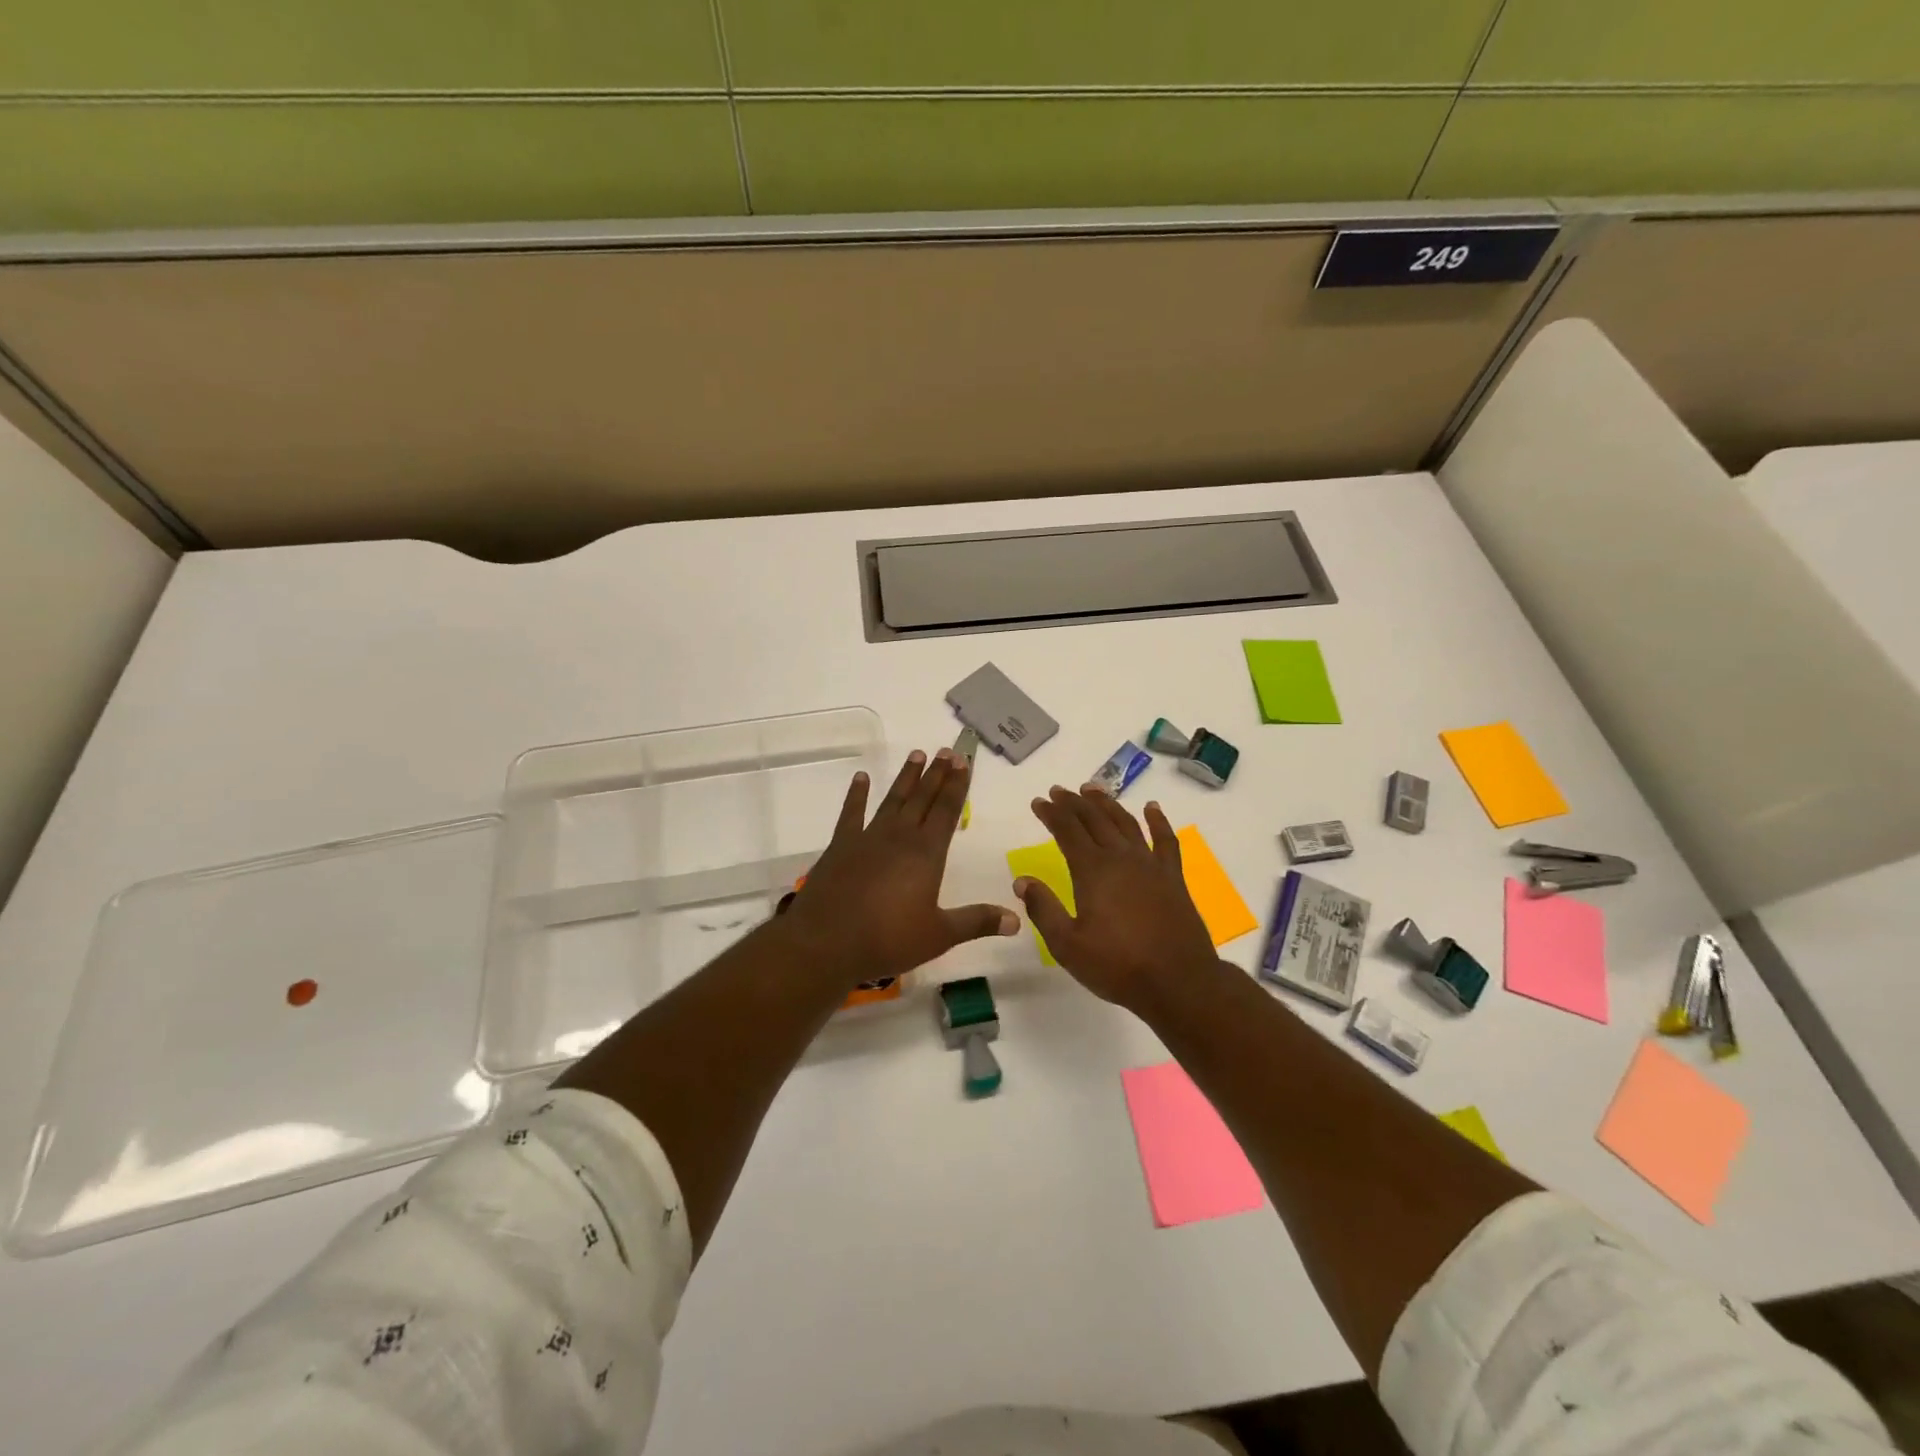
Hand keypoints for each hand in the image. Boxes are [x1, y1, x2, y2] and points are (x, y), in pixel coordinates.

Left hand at [781, 748, 1018, 986]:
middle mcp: (900, 837)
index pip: (947, 811)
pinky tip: (861, 778)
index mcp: (926, 854)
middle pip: (922, 798)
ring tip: (917, 754)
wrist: (826, 941)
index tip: (964, 762)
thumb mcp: (939, 935)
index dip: (957, 786)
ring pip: (893, 800)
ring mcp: (868, 837)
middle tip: (947, 750)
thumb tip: (1016, 919)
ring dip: (906, 778)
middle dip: (937, 774)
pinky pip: (851, 813)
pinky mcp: (841, 845)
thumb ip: (977, 922)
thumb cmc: (888, 939)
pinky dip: (857, 794)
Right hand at [1014, 787, 1218, 1013]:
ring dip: (1107, 803)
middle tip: (1059, 791)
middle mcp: (1120, 858)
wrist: (1178, 982)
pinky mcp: (1173, 877)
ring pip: (1125, 822)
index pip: (1067, 831)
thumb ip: (1043, 909)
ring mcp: (1150, 865)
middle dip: (1073, 803)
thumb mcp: (1067, 945)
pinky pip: (1165, 840)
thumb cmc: (1118, 966)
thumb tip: (1022, 880)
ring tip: (1092, 789)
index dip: (1051, 813)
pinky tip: (1151, 808)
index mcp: (1092, 871)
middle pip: (1094, 820)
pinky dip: (1158, 821)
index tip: (1039, 801)